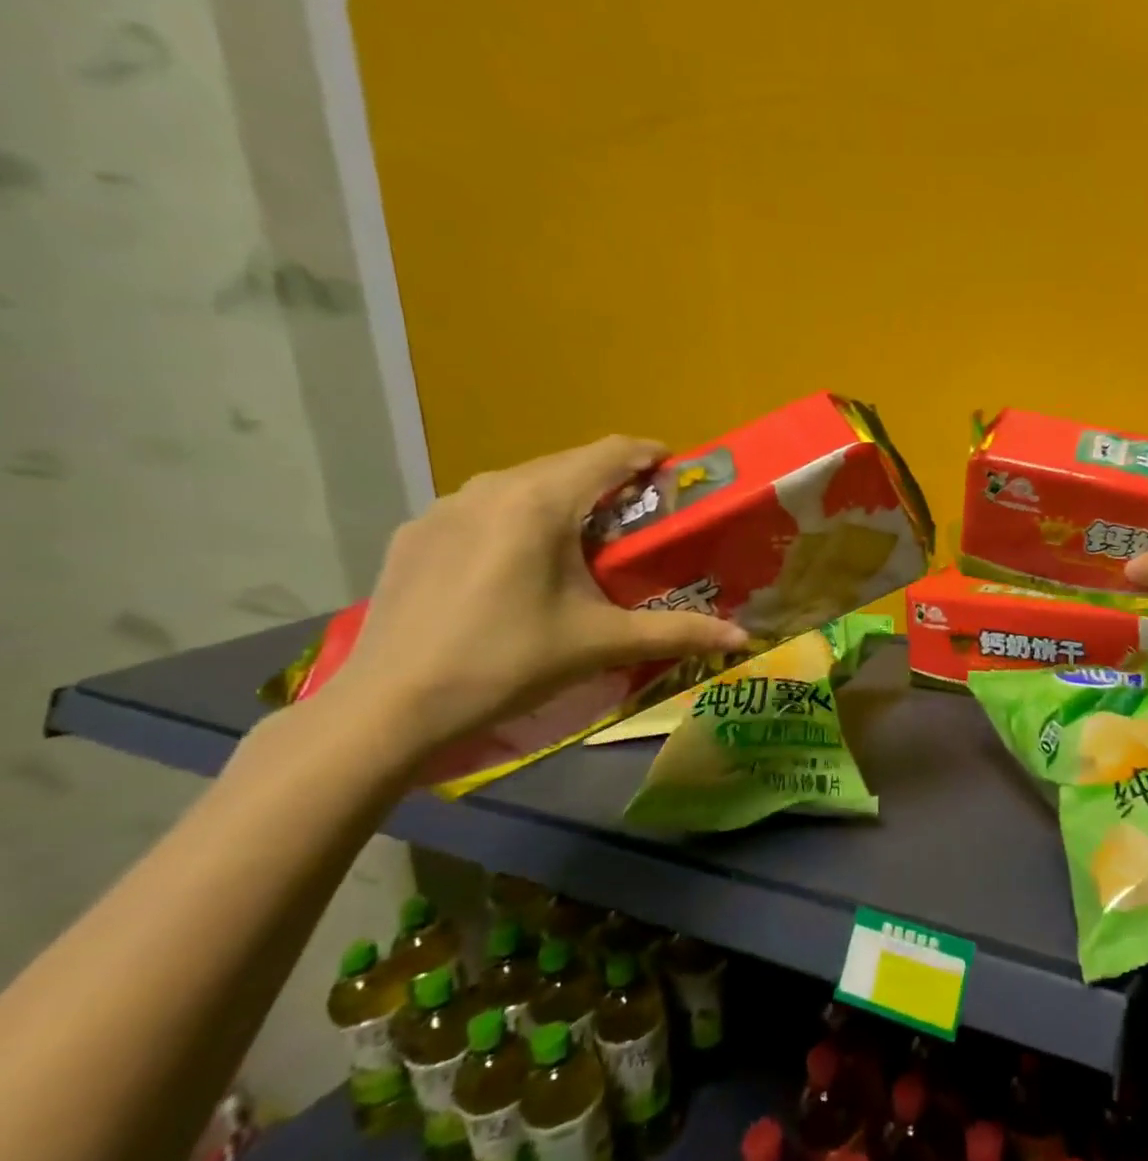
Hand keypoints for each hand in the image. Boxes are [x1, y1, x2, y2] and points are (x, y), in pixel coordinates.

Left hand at [333, 436, 747, 752]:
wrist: (390, 707)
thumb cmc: (508, 663)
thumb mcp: (601, 644)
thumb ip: (677, 632)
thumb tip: (743, 640)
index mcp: (540, 501)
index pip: (610, 453)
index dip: (649, 454)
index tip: (677, 472)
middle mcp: (490, 487)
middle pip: (566, 465)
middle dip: (609, 482)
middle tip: (639, 520)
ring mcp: (443, 507)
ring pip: (521, 484)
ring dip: (561, 500)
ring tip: (581, 544)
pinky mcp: (414, 533)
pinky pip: (481, 508)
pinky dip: (514, 520)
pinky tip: (515, 567)